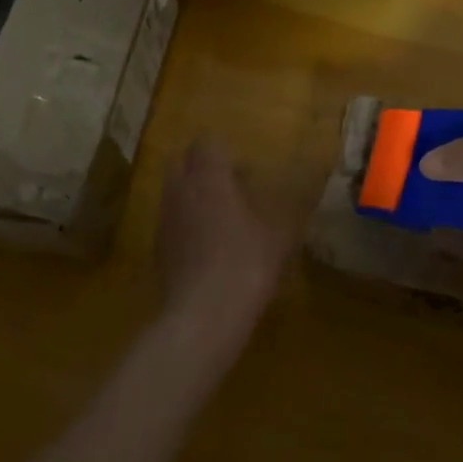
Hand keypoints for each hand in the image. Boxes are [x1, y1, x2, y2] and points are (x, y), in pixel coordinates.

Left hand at [155, 138, 297, 343]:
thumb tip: (305, 189)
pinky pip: (170, 220)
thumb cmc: (246, 266)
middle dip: (202, 167)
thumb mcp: (280, 237)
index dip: (224, 150)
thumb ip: (290, 207)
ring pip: (173, 191)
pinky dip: (185, 222)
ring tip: (220, 218)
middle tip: (230, 186)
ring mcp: (165, 220)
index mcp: (210, 179)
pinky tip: (207, 246)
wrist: (202, 317)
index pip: (207, 143)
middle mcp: (181, 192)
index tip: (244, 169)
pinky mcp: (157, 248)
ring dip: (192, 194)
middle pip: (182, 162)